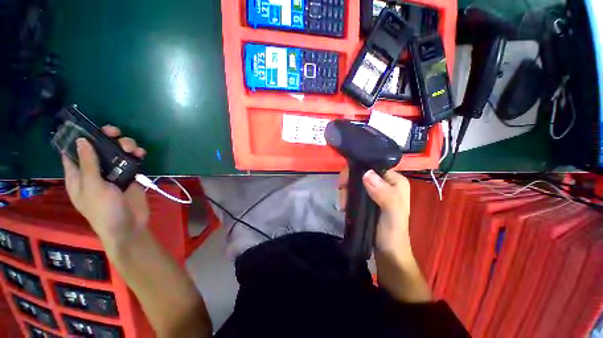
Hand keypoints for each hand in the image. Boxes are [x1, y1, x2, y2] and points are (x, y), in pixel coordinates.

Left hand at [62, 125, 148, 246]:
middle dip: (105, 138)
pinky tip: (141, 154)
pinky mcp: (130, 175)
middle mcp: (95, 171)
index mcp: (78, 175)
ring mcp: (114, 173)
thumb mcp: (93, 187)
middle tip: (114, 133)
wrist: (129, 224)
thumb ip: (88, 164)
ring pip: (116, 151)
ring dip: (124, 145)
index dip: (76, 139)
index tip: (85, 126)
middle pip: (97, 148)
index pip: (72, 153)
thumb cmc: (104, 210)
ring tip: (132, 148)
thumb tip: (81, 140)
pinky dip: (137, 154)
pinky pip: (132, 159)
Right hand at [339, 168, 411, 257]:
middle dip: (349, 182)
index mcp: (395, 180)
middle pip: (361, 172)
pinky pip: (353, 190)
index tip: (344, 181)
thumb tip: (366, 174)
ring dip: (346, 190)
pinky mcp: (367, 198)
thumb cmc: (392, 233)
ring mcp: (375, 190)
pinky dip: (347, 195)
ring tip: (343, 204)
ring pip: (355, 181)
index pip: (373, 165)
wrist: (387, 253)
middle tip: (342, 195)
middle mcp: (385, 182)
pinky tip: (344, 205)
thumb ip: (384, 194)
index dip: (357, 169)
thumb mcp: (392, 214)